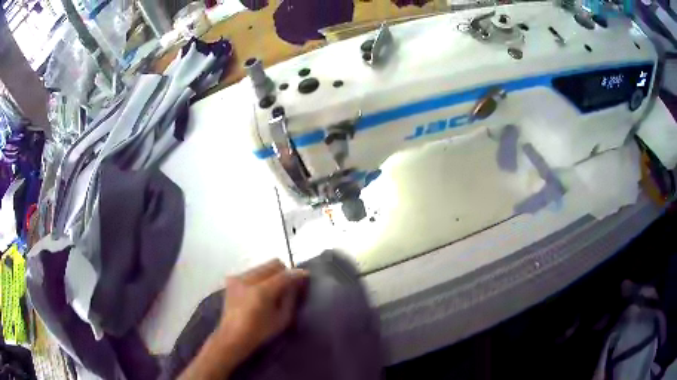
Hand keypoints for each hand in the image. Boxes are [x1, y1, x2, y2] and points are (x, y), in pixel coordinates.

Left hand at [216, 259, 307, 361]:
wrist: (232, 337)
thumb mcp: (282, 319)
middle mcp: (248, 279)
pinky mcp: (232, 280)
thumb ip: (290, 298)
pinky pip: (251, 272)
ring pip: (262, 266)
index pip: (284, 275)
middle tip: (288, 284)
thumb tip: (296, 283)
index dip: (297, 274)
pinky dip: (259, 278)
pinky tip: (259, 291)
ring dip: (271, 274)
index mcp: (261, 291)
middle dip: (284, 272)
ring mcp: (238, 278)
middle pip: (273, 264)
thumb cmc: (260, 332)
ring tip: (273, 289)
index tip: (306, 275)